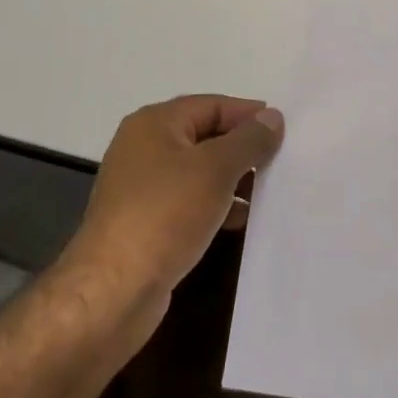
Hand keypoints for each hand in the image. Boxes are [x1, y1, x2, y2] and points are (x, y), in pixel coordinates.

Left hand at [64, 96, 284, 310]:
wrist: (113, 291)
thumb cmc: (165, 214)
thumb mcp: (215, 169)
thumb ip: (248, 140)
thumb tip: (272, 116)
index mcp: (154, 123)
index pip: (211, 105)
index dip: (248, 114)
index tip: (285, 129)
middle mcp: (143, 147)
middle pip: (204, 136)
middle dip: (242, 147)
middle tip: (282, 159)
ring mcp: (141, 187)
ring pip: (198, 171)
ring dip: (232, 179)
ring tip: (271, 190)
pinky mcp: (145, 222)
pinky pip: (189, 202)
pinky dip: (216, 205)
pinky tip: (242, 219)